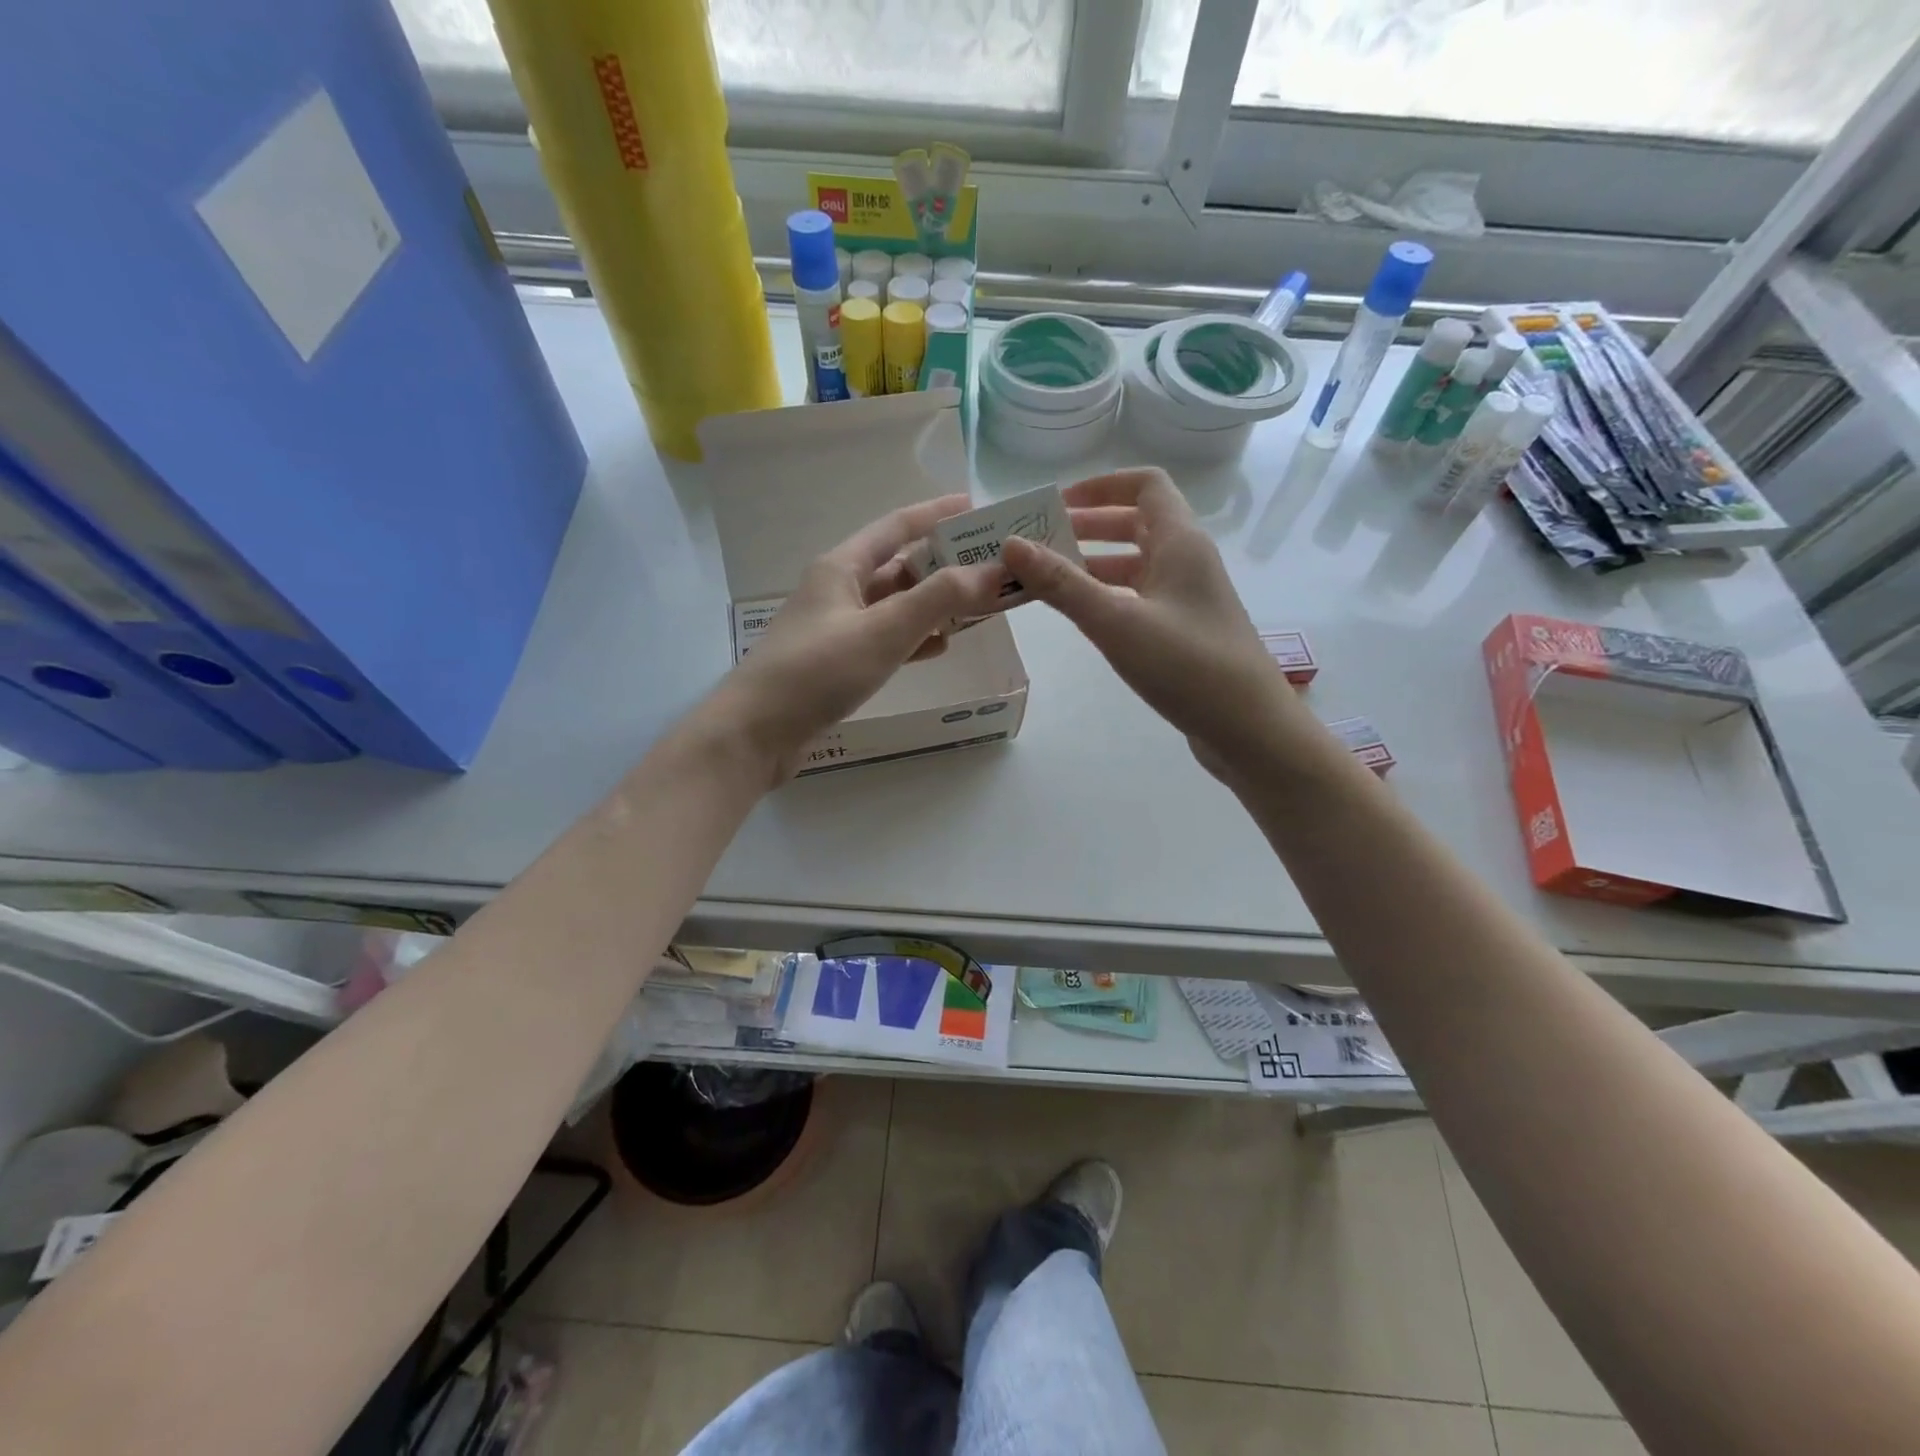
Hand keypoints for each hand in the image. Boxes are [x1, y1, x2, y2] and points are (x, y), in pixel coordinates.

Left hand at [710, 493, 1005, 783]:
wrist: (757, 732)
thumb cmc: (817, 671)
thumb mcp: (883, 630)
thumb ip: (939, 599)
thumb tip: (993, 571)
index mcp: (841, 567)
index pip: (896, 527)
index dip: (936, 514)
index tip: (974, 507)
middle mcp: (837, 590)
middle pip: (898, 567)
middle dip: (943, 566)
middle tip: (989, 568)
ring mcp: (835, 628)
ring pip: (894, 606)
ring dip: (932, 605)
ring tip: (976, 608)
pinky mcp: (836, 663)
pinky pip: (885, 640)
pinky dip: (913, 639)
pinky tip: (938, 648)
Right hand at [1000, 467, 1303, 780]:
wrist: (1249, 729)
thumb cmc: (1187, 666)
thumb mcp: (1116, 621)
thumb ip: (1063, 584)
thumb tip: (1012, 545)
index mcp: (1180, 542)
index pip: (1144, 485)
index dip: (1100, 486)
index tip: (1057, 504)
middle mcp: (1187, 561)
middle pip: (1136, 523)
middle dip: (1088, 526)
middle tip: (1040, 542)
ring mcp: (1188, 598)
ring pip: (1136, 564)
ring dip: (1094, 564)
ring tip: (1047, 580)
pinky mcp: (1184, 631)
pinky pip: (1139, 597)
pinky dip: (1108, 596)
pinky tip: (1082, 616)